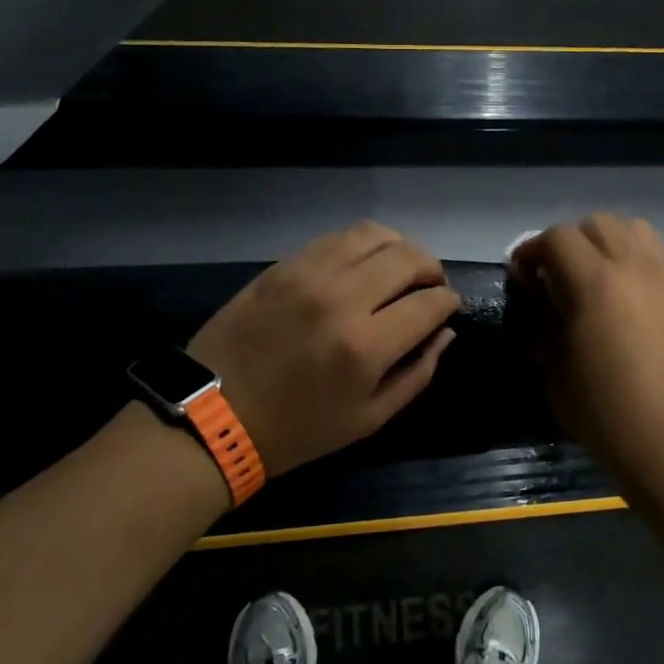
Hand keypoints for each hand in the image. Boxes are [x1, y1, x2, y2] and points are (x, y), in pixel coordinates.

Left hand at [187, 222, 460, 476]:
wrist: (215, 415)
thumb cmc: (297, 429)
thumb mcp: (369, 419)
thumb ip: (417, 374)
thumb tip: (445, 332)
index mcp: (366, 346)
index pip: (430, 302)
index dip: (449, 301)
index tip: (448, 307)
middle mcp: (342, 298)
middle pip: (408, 257)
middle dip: (432, 268)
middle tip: (430, 285)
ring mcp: (309, 274)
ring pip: (374, 234)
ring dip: (399, 248)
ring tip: (400, 268)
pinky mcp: (283, 265)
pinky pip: (336, 238)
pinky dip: (362, 244)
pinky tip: (362, 264)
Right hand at [510, 215, 663, 470]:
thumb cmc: (602, 409)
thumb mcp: (551, 365)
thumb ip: (539, 315)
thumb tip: (532, 286)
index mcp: (595, 283)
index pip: (557, 237)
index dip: (532, 250)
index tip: (522, 275)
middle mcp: (632, 267)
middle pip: (596, 223)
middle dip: (568, 241)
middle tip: (555, 274)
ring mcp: (662, 277)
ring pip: (631, 228)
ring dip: (605, 241)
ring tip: (593, 273)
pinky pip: (654, 253)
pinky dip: (632, 256)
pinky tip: (623, 291)